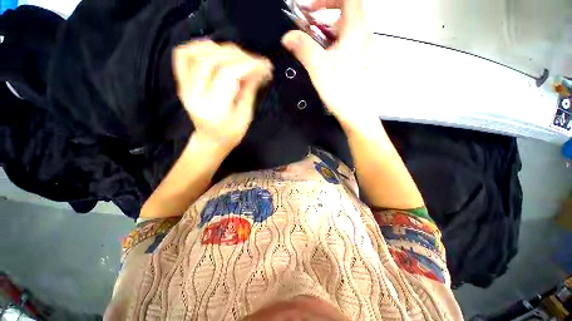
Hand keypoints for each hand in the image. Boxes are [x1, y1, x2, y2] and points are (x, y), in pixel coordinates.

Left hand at [173, 40, 272, 148]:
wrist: (210, 140)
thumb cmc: (231, 134)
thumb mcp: (245, 116)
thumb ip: (250, 90)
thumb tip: (259, 69)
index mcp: (214, 108)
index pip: (227, 74)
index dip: (247, 64)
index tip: (264, 64)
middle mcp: (194, 95)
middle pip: (211, 60)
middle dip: (237, 55)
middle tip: (254, 60)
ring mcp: (184, 86)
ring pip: (194, 53)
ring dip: (219, 48)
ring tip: (238, 55)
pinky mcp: (181, 82)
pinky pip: (182, 55)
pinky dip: (199, 47)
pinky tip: (215, 50)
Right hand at [282, 0, 376, 132]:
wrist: (357, 113)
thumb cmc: (341, 90)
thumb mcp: (318, 67)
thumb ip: (303, 48)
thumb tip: (288, 37)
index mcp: (356, 31)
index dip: (328, 0)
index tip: (312, 10)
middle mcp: (365, 37)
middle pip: (346, 16)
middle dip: (325, 21)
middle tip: (310, 33)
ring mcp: (366, 51)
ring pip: (347, 34)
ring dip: (330, 37)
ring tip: (317, 53)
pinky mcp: (364, 64)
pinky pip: (350, 48)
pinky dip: (337, 49)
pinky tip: (328, 65)